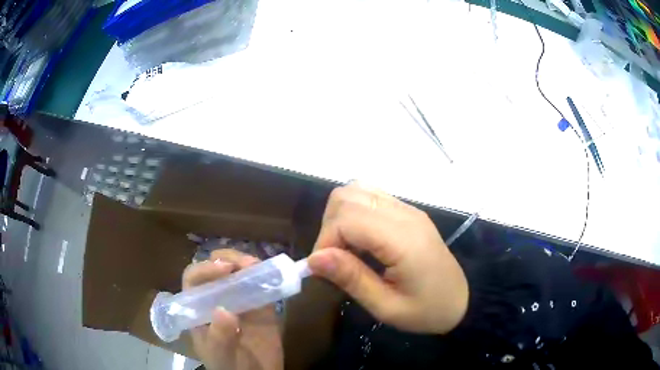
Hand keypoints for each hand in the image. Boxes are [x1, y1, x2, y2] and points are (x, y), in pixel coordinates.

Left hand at [183, 249, 283, 369]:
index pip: (194, 279)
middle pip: (215, 268)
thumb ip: (219, 337)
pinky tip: (272, 275)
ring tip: (257, 266)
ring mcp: (239, 300)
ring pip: (238, 272)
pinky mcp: (261, 305)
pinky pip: (262, 284)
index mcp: (199, 308)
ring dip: (246, 263)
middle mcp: (216, 299)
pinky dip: (266, 275)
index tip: (225, 269)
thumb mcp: (220, 356)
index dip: (206, 269)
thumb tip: (223, 311)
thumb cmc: (230, 367)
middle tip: (244, 264)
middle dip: (227, 260)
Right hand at [308, 182, 468, 333]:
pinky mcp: (407, 211)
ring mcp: (407, 209)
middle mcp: (404, 214)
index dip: (325, 241)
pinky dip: (354, 213)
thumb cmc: (427, 311)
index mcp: (403, 239)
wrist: (462, 301)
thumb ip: (351, 279)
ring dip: (340, 217)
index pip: (347, 218)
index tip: (323, 269)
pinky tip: (360, 240)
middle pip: (347, 196)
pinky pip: (370, 196)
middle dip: (330, 226)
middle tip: (335, 260)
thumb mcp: (387, 307)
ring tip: (346, 249)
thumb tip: (314, 258)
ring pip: (356, 190)